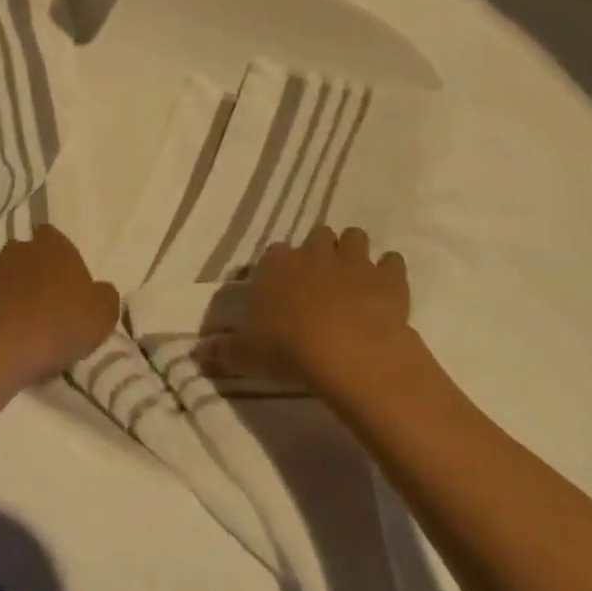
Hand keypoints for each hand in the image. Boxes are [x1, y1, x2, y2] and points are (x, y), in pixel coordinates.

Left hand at [0, 225, 118, 385]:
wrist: (1, 350)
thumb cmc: (60, 325)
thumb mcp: (102, 314)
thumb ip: (102, 296)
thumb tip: (98, 292)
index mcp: (50, 246)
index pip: (52, 237)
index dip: (56, 258)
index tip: (61, 283)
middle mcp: (13, 249)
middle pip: (20, 256)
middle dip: (24, 274)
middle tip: (34, 307)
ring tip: (4, 324)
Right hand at [202, 226, 410, 388]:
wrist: (348, 350)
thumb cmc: (289, 348)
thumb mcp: (247, 355)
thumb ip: (224, 351)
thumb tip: (199, 353)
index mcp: (277, 265)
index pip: (274, 253)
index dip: (279, 268)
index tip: (282, 287)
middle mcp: (314, 253)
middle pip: (318, 236)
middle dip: (320, 252)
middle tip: (320, 281)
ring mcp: (354, 261)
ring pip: (355, 238)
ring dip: (354, 253)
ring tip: (354, 279)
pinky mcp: (388, 277)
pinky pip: (392, 262)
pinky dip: (390, 272)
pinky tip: (387, 290)